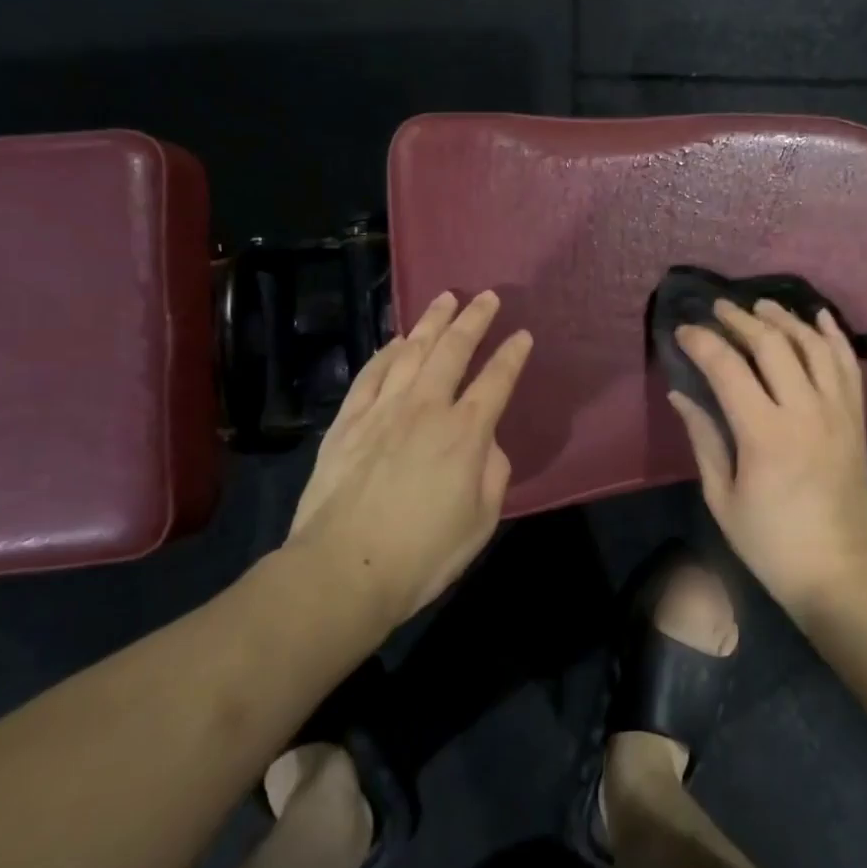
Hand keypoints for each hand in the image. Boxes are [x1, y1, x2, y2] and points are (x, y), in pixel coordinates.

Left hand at [285, 290, 532, 627]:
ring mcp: (383, 410)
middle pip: (454, 350)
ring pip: (411, 351)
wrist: (343, 570)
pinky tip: (395, 341)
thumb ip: (493, 472)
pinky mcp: (348, 421)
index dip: (512, 355)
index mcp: (465, 433)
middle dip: (474, 319)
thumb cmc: (422, 554)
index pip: (497, 380)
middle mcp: (426, 408)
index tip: (523, 335)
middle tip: (487, 296)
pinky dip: (386, 352)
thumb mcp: (481, 521)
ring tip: (445, 299)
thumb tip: (486, 443)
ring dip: (431, 322)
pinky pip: (370, 374)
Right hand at [670, 299, 866, 616]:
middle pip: (772, 344)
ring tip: (761, 305)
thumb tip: (680, 395)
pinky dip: (833, 336)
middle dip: (741, 319)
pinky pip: (848, 365)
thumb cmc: (771, 542)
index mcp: (764, 434)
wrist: (841, 571)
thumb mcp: (722, 497)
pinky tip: (819, 317)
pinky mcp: (856, 418)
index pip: (727, 368)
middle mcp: (804, 411)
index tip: (683, 331)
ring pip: (813, 345)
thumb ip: (703, 438)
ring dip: (785, 319)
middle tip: (719, 308)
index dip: (702, 342)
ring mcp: (837, 411)